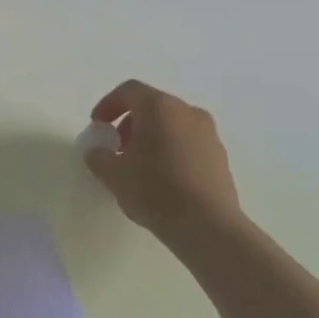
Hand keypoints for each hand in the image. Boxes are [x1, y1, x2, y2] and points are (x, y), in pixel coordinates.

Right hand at [81, 80, 240, 238]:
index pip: (129, 91)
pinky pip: (188, 143)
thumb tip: (97, 152)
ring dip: (151, 137)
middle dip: (130, 123)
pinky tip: (161, 178)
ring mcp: (209, 134)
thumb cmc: (154, 189)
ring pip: (172, 125)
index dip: (108, 105)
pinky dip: (171, 150)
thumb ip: (98, 157)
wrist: (208, 226)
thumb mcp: (113, 174)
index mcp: (159, 107)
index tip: (97, 126)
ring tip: (138, 165)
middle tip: (116, 147)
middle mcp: (187, 112)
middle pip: (152, 106)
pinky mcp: (221, 157)